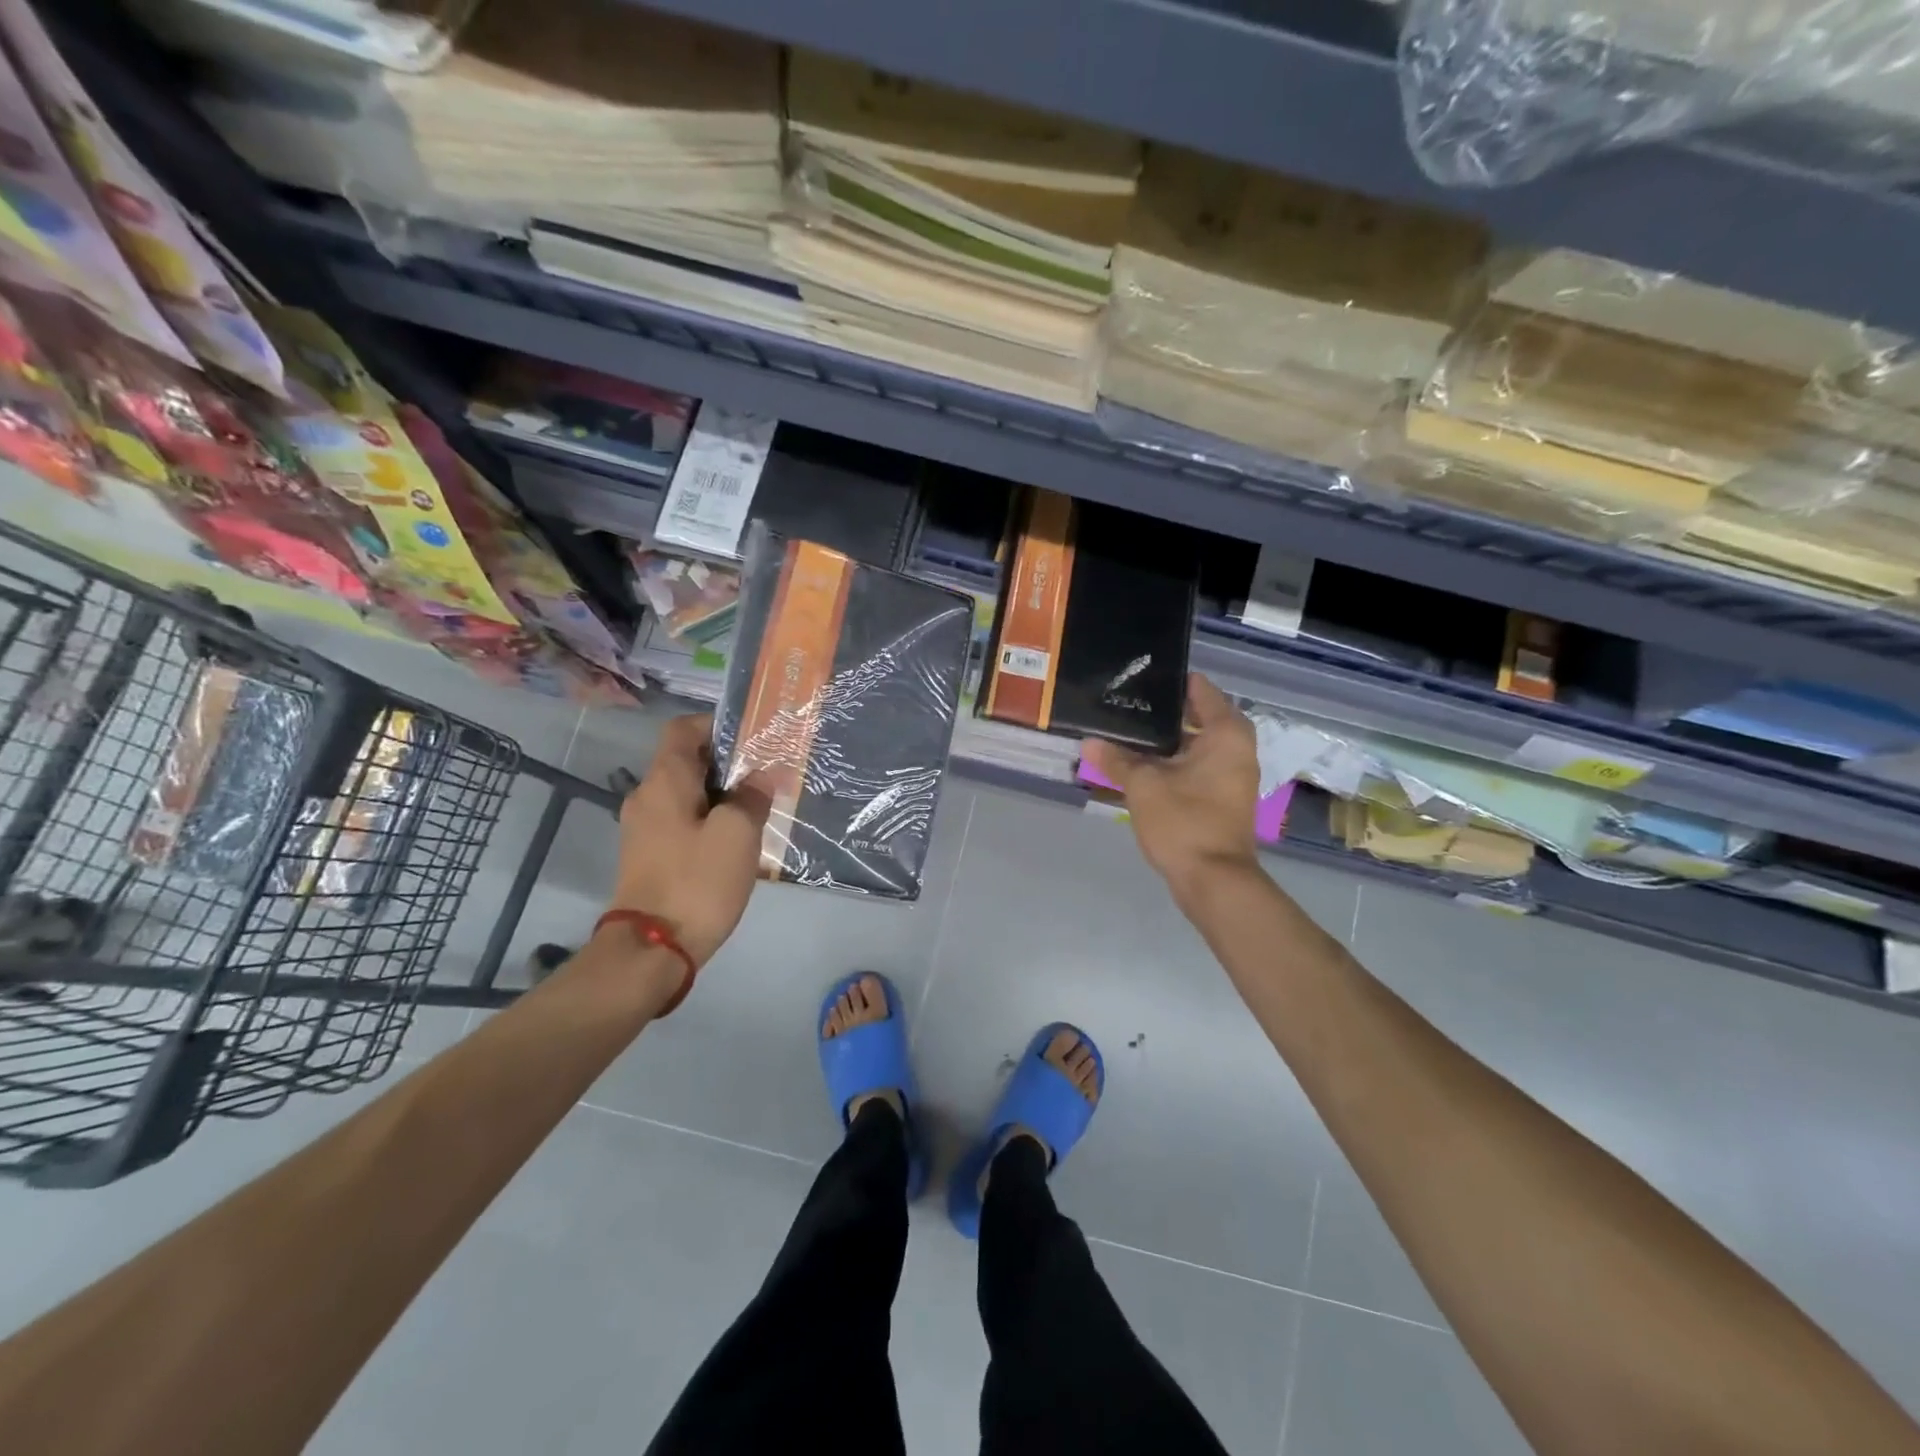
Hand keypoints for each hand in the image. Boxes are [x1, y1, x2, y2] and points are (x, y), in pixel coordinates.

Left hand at [607, 714, 770, 967]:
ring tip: (759, 807)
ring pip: (687, 794)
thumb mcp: (737, 833)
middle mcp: (647, 797)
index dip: (716, 725)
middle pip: (687, 761)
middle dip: (727, 763)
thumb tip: (760, 777)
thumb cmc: (696, 882)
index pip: (683, 729)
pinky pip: (682, 822)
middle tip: (767, 773)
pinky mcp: (649, 856)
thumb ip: (751, 796)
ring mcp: (644, 829)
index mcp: (664, 781)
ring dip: (721, 796)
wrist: (651, 949)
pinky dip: (708, 821)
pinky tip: (737, 841)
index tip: (752, 737)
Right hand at [1083, 674, 1262, 903]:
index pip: (1200, 690)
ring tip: (1126, 730)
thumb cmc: (1184, 822)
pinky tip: (1141, 763)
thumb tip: (1089, 741)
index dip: (1170, 682)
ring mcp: (1233, 775)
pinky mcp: (1223, 796)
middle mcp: (1237, 748)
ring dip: (1166, 740)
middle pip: (1198, 716)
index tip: (1140, 677)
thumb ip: (1117, 759)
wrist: (1213, 880)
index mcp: (1226, 734)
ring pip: (1196, 744)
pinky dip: (1173, 761)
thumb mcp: (1143, 786)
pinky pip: (1197, 766)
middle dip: (1163, 713)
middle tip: (1126, 703)